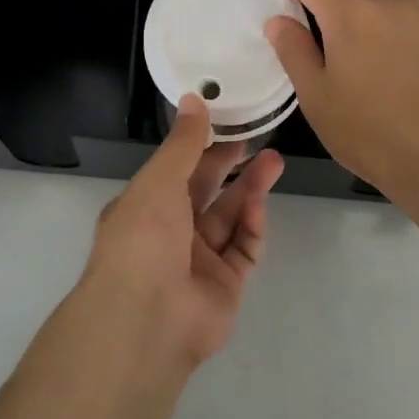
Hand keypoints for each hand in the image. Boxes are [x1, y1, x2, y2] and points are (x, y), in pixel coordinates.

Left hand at [82, 94, 280, 371]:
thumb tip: (193, 99)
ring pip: (229, 216)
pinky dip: (252, 225)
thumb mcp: (159, 180)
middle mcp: (170, 232)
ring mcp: (198, 260)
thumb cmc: (144, 238)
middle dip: (231, 164)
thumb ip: (183, 142)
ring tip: (275, 160)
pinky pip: (242, 248)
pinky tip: (259, 203)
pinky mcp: (225, 285)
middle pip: (206, 190)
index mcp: (145, 206)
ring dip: (250, 189)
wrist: (148, 319)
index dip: (201, 146)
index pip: (176, 169)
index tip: (226, 122)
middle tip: (257, 138)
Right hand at [261, 0, 418, 206]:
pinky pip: (409, 5)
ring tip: (348, 21)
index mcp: (349, 12)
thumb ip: (294, 51)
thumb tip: (279, 20)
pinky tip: (387, 38)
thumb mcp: (316, 96)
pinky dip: (389, 9)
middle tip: (301, 4)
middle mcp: (387, 1)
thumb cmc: (369, 131)